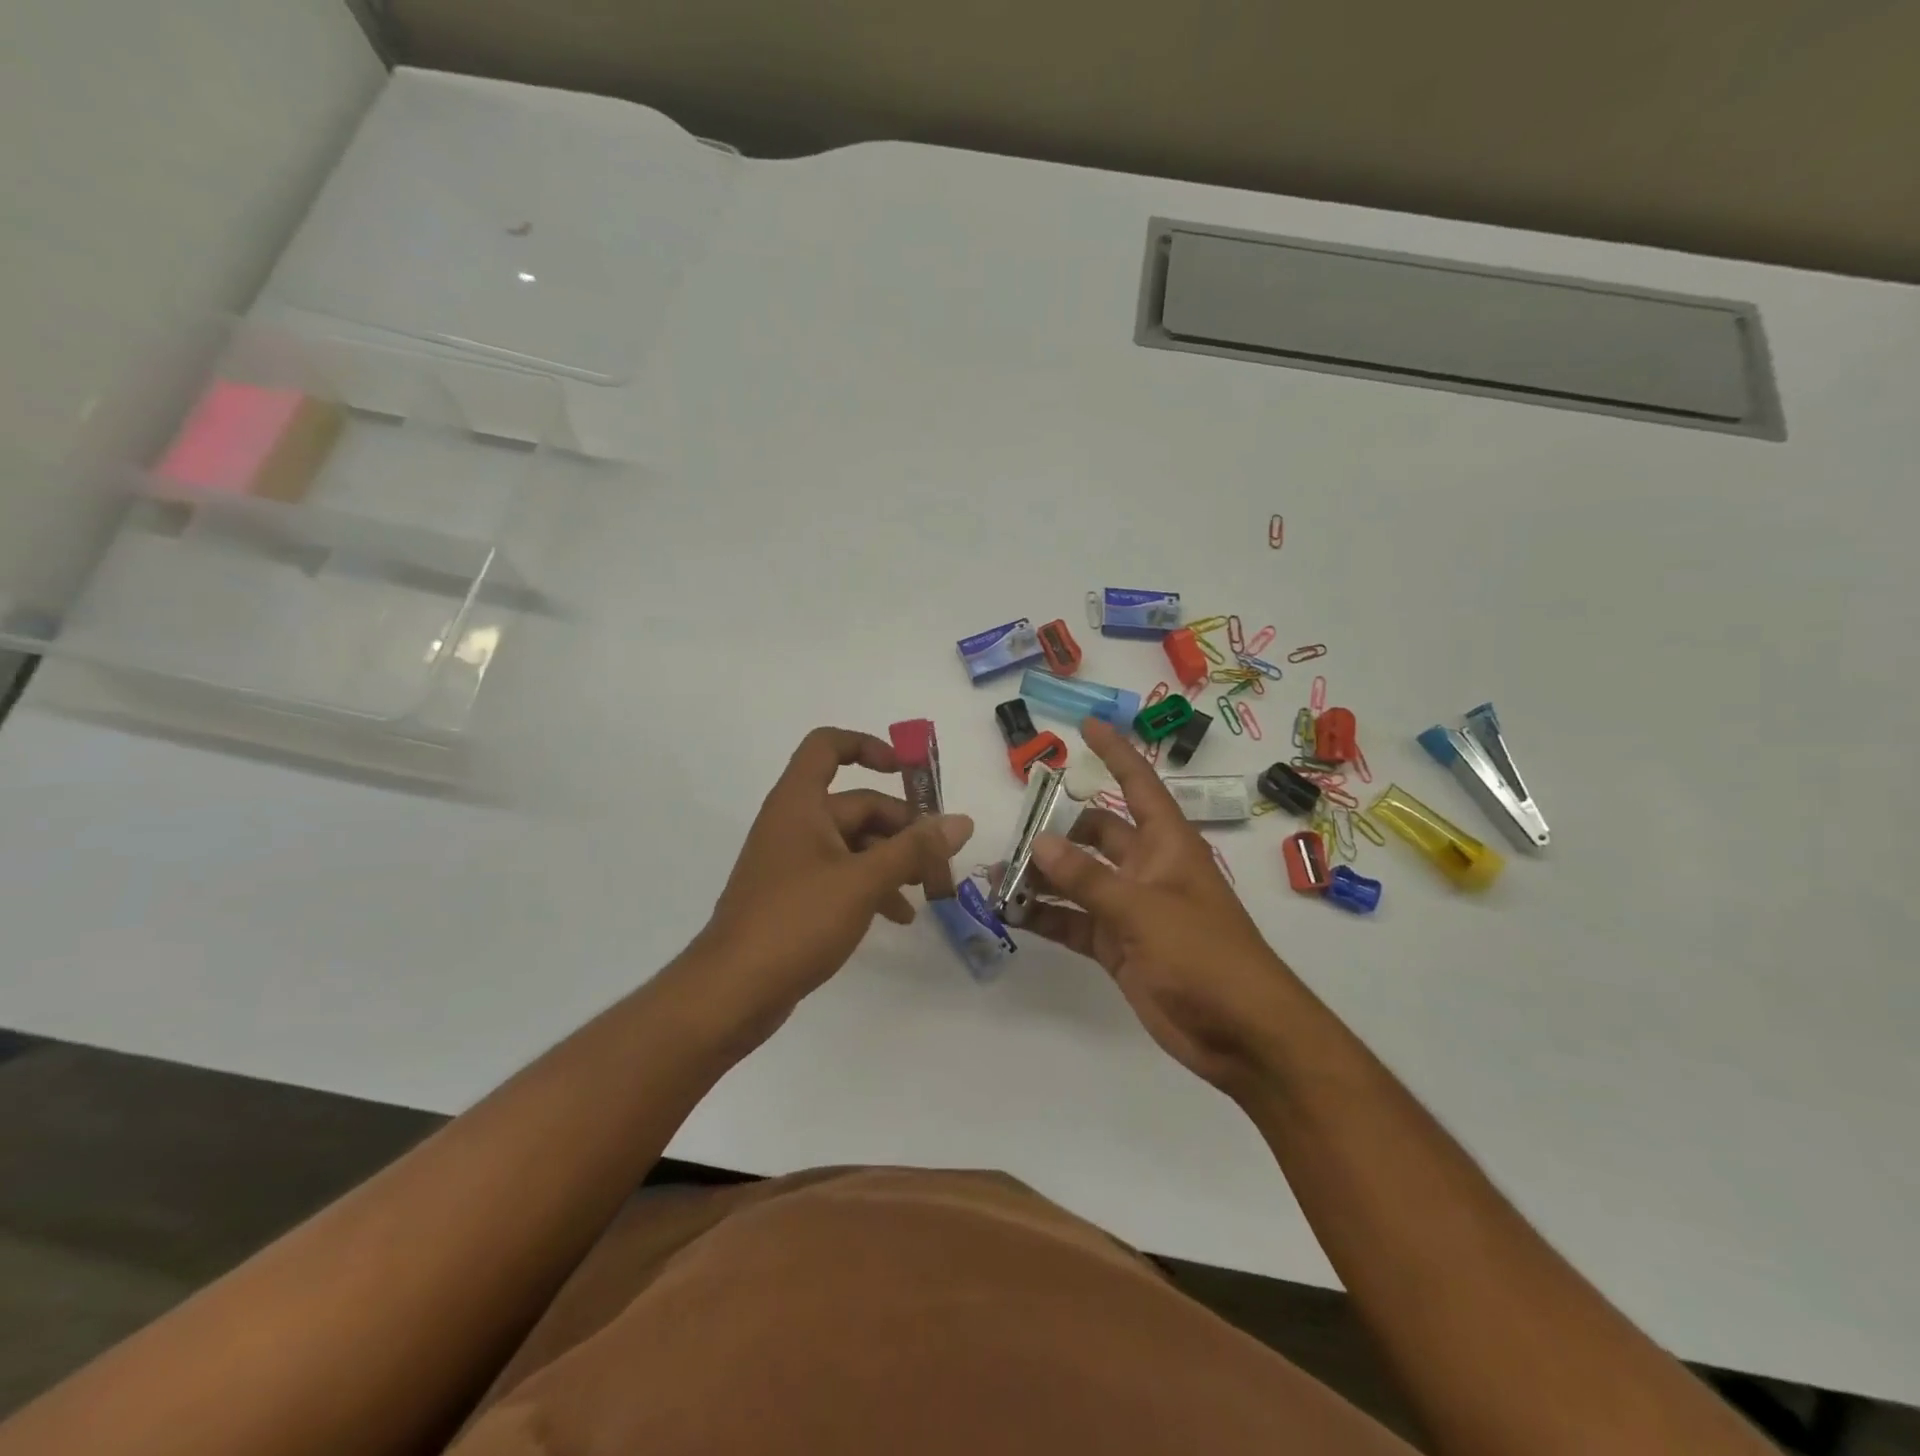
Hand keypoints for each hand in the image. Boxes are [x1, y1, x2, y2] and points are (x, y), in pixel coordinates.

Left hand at [676, 727, 972, 1051]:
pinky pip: (843, 875)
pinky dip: (873, 886)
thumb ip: (914, 850)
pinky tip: (900, 915)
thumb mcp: (864, 882)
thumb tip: (961, 821)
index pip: (828, 746)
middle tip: (940, 856)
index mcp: (800, 803)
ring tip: (930, 888)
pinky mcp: (796, 896)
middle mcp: (795, 823)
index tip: (907, 772)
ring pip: (854, 843)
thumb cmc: (796, 921)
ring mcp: (794, 862)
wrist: (732, 991)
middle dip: (902, 826)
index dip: (868, 747)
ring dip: (893, 860)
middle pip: (857, 804)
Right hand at [1018, 717, 1297, 1093]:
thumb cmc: (1204, 955)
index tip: (1087, 725)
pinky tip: (1013, 913)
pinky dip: (1048, 917)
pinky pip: (1075, 922)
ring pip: (1079, 880)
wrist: (1240, 1033)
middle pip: (1096, 835)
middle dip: (1057, 829)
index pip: (1137, 785)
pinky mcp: (1119, 947)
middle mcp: (1147, 869)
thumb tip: (1039, 843)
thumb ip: (1088, 878)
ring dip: (1044, 877)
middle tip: (1012, 830)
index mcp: (1167, 845)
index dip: (1115, 754)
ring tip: (998, 874)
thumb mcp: (1144, 909)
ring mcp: (1131, 909)